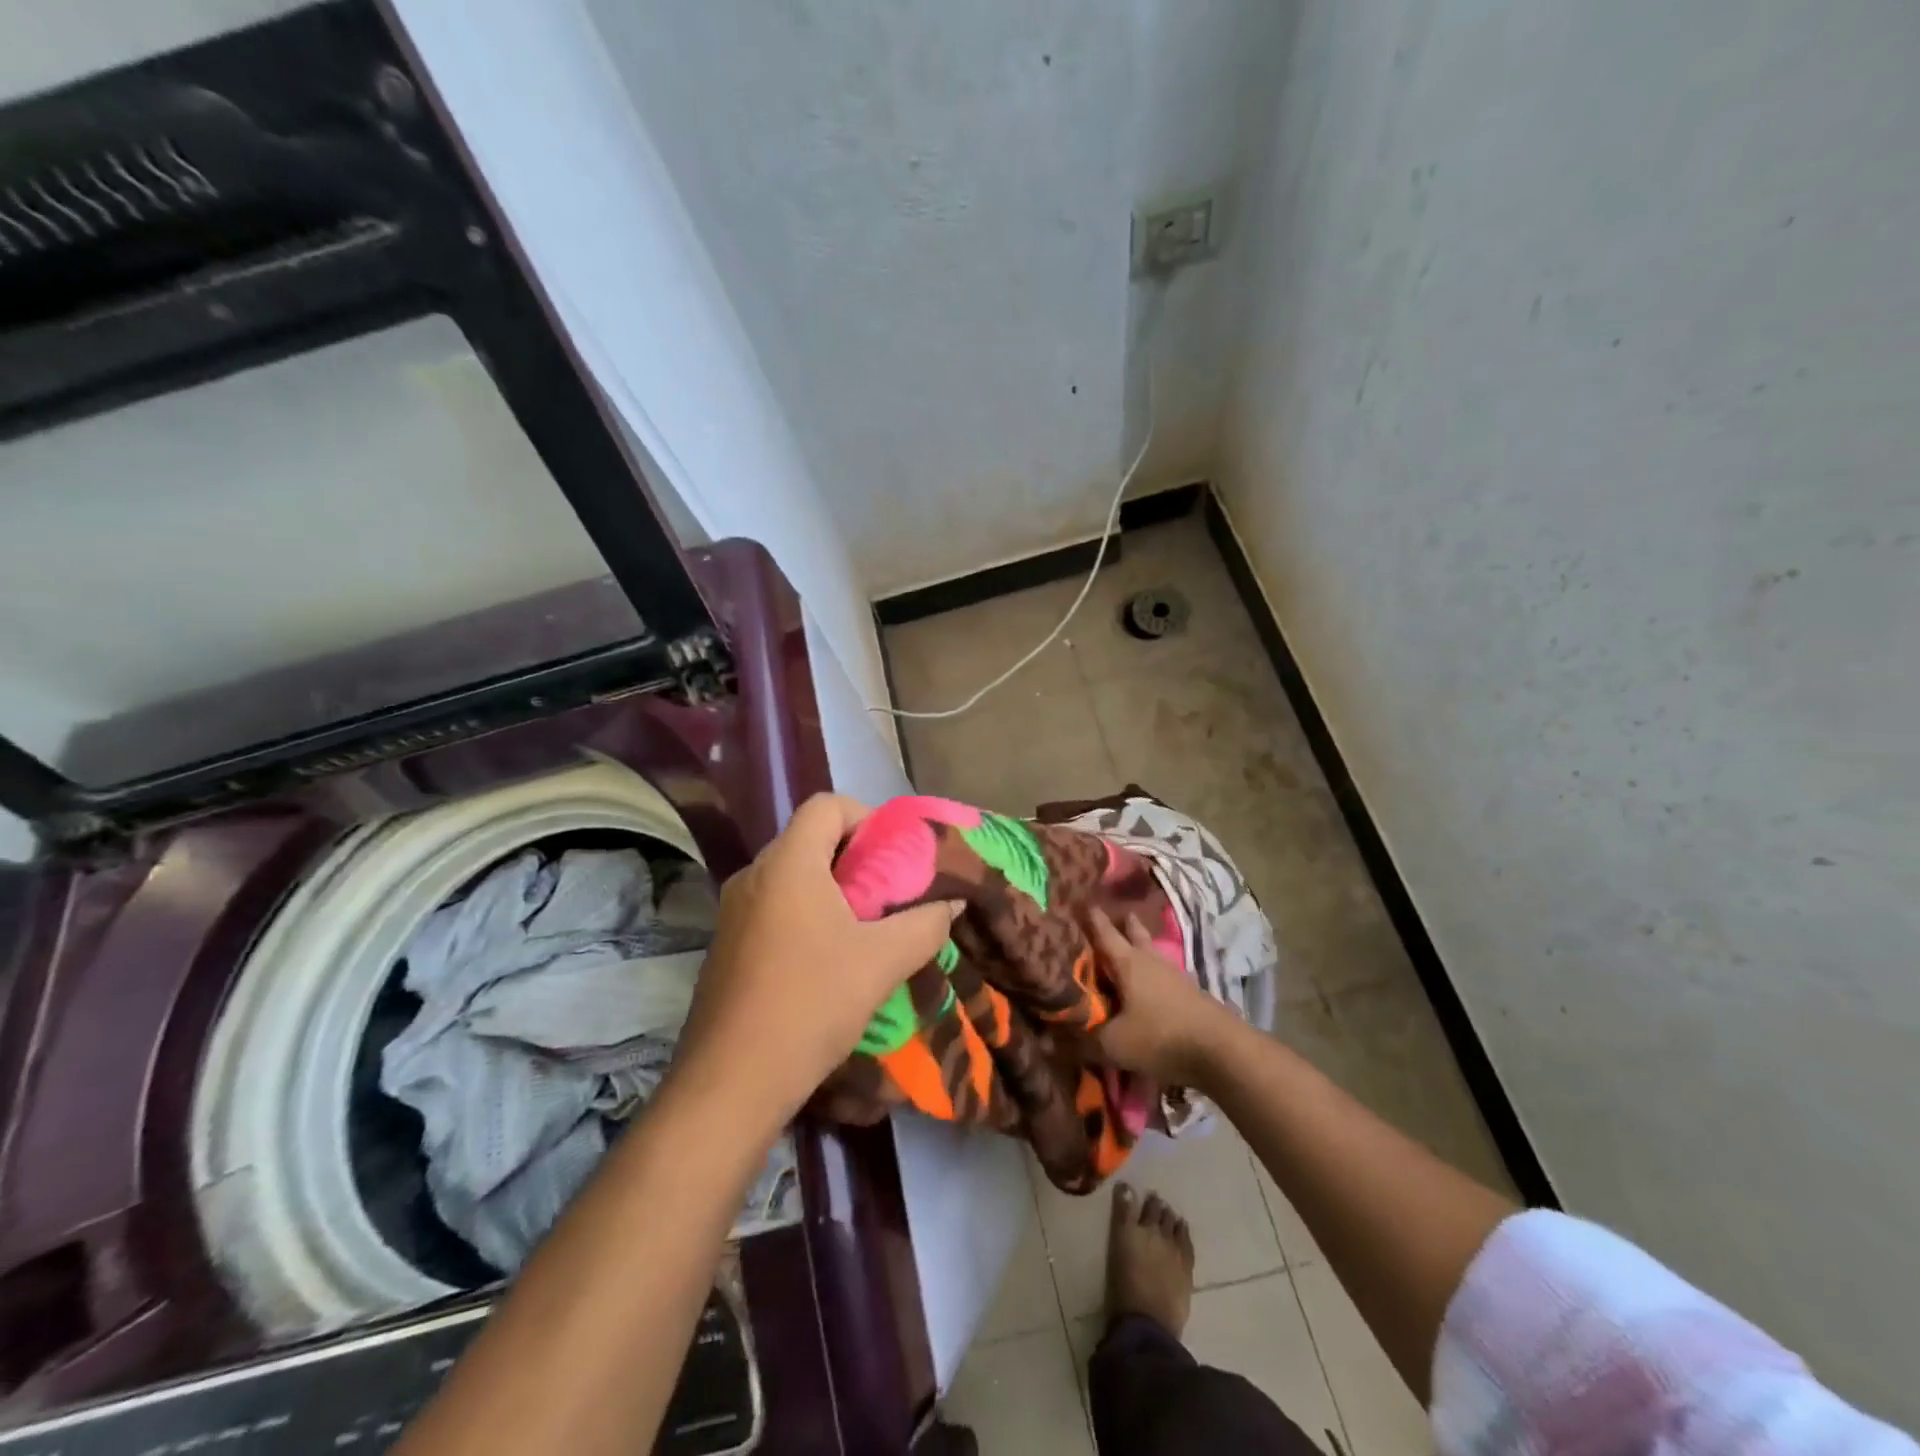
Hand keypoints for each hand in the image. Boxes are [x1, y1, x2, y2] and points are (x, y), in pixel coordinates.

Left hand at [674, 794, 959, 1125]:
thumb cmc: (810, 1004)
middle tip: (890, 894)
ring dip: (833, 890)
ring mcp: (733, 911)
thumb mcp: (882, 962)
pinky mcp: (726, 945)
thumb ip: (925, 924)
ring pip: (792, 876)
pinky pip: (774, 907)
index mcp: (787, 864)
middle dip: (856, 859)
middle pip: (810, 839)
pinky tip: (828, 960)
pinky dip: (806, 915)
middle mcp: (753, 875)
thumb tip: (952, 901)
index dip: (867, 817)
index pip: (826, 805)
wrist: (731, 1082)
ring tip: (866, 929)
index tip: (894, 856)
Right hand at [1086, 908, 1237, 1086]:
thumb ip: (1081, 1042)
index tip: (1077, 900)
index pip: (1103, 931)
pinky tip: (1146, 987)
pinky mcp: (1190, 993)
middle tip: (1106, 918)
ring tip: (1125, 952)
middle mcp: (1151, 960)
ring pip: (1151, 953)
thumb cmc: (1161, 1037)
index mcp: (1127, 962)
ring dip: (1138, 948)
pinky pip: (1163, 974)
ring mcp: (1174, 975)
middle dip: (1121, 924)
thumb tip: (1048, 1042)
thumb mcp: (1113, 1045)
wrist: (1222, 1051)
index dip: (1089, 917)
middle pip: (1134, 933)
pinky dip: (1151, 974)